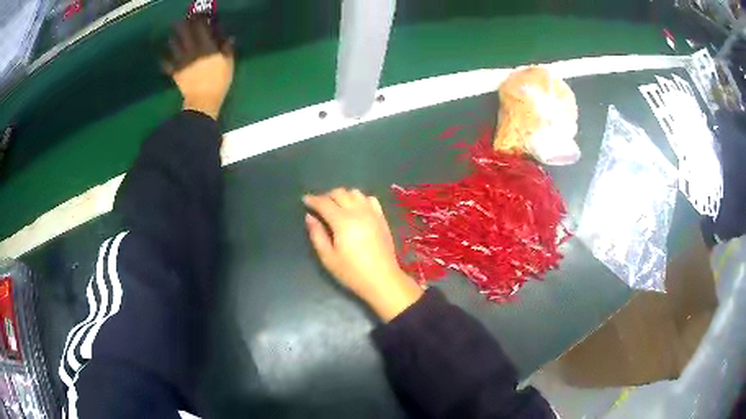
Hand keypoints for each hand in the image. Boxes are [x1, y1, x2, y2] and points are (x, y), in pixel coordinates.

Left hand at [163, 16, 233, 119]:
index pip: (201, 29)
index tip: (199, 18)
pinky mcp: (175, 72)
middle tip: (182, 23)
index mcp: (206, 47)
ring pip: (174, 46)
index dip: (199, 21)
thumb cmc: (219, 82)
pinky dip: (164, 60)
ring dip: (173, 39)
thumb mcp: (228, 64)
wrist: (203, 101)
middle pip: (185, 34)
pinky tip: (163, 57)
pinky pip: (167, 64)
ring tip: (172, 35)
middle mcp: (192, 50)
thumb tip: (228, 38)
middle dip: (183, 27)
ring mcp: (182, 61)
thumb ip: (227, 49)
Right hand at [304, 189, 423, 321]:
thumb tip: (309, 217)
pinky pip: (370, 199)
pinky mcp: (382, 218)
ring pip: (355, 193)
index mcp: (342, 221)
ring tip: (336, 206)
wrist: (382, 279)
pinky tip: (356, 208)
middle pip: (340, 193)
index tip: (305, 200)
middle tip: (319, 205)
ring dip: (343, 195)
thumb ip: (317, 235)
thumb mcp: (328, 257)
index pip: (324, 203)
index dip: (313, 200)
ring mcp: (372, 213)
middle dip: (326, 196)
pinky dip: (360, 199)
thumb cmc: (352, 272)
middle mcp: (358, 211)